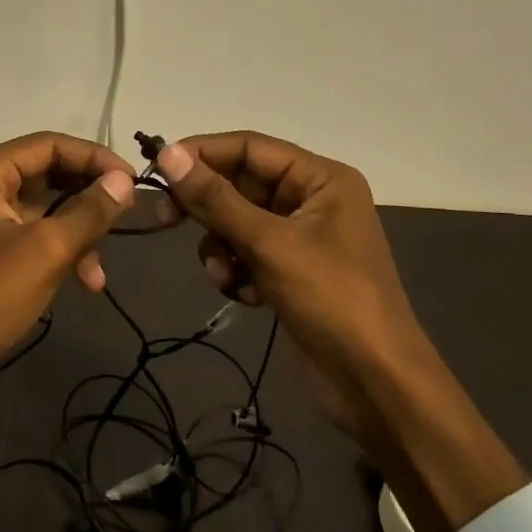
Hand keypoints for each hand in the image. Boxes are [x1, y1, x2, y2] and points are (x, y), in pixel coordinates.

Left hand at [0, 132, 137, 475]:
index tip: (134, 181)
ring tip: (100, 268)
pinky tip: (87, 281)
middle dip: (89, 197)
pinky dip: (62, 252)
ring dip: (79, 232)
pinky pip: (36, 236)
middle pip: (49, 173)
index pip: (49, 144)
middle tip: (129, 214)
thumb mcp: (45, 251)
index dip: (95, 157)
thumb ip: (89, 211)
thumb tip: (124, 180)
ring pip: (47, 209)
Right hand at [156, 132, 526, 531]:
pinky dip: (236, 270)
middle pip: (240, 184)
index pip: (249, 147)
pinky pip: (246, 253)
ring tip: (226, 275)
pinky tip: (245, 295)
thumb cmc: (330, 299)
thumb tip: (168, 155)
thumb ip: (216, 199)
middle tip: (163, 217)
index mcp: (321, 178)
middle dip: (208, 207)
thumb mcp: (269, 244)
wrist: (374, 384)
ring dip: (221, 246)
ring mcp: (300, 237)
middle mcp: (311, 199)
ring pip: (236, 222)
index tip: (156, 167)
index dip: (202, 153)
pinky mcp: (290, 270)